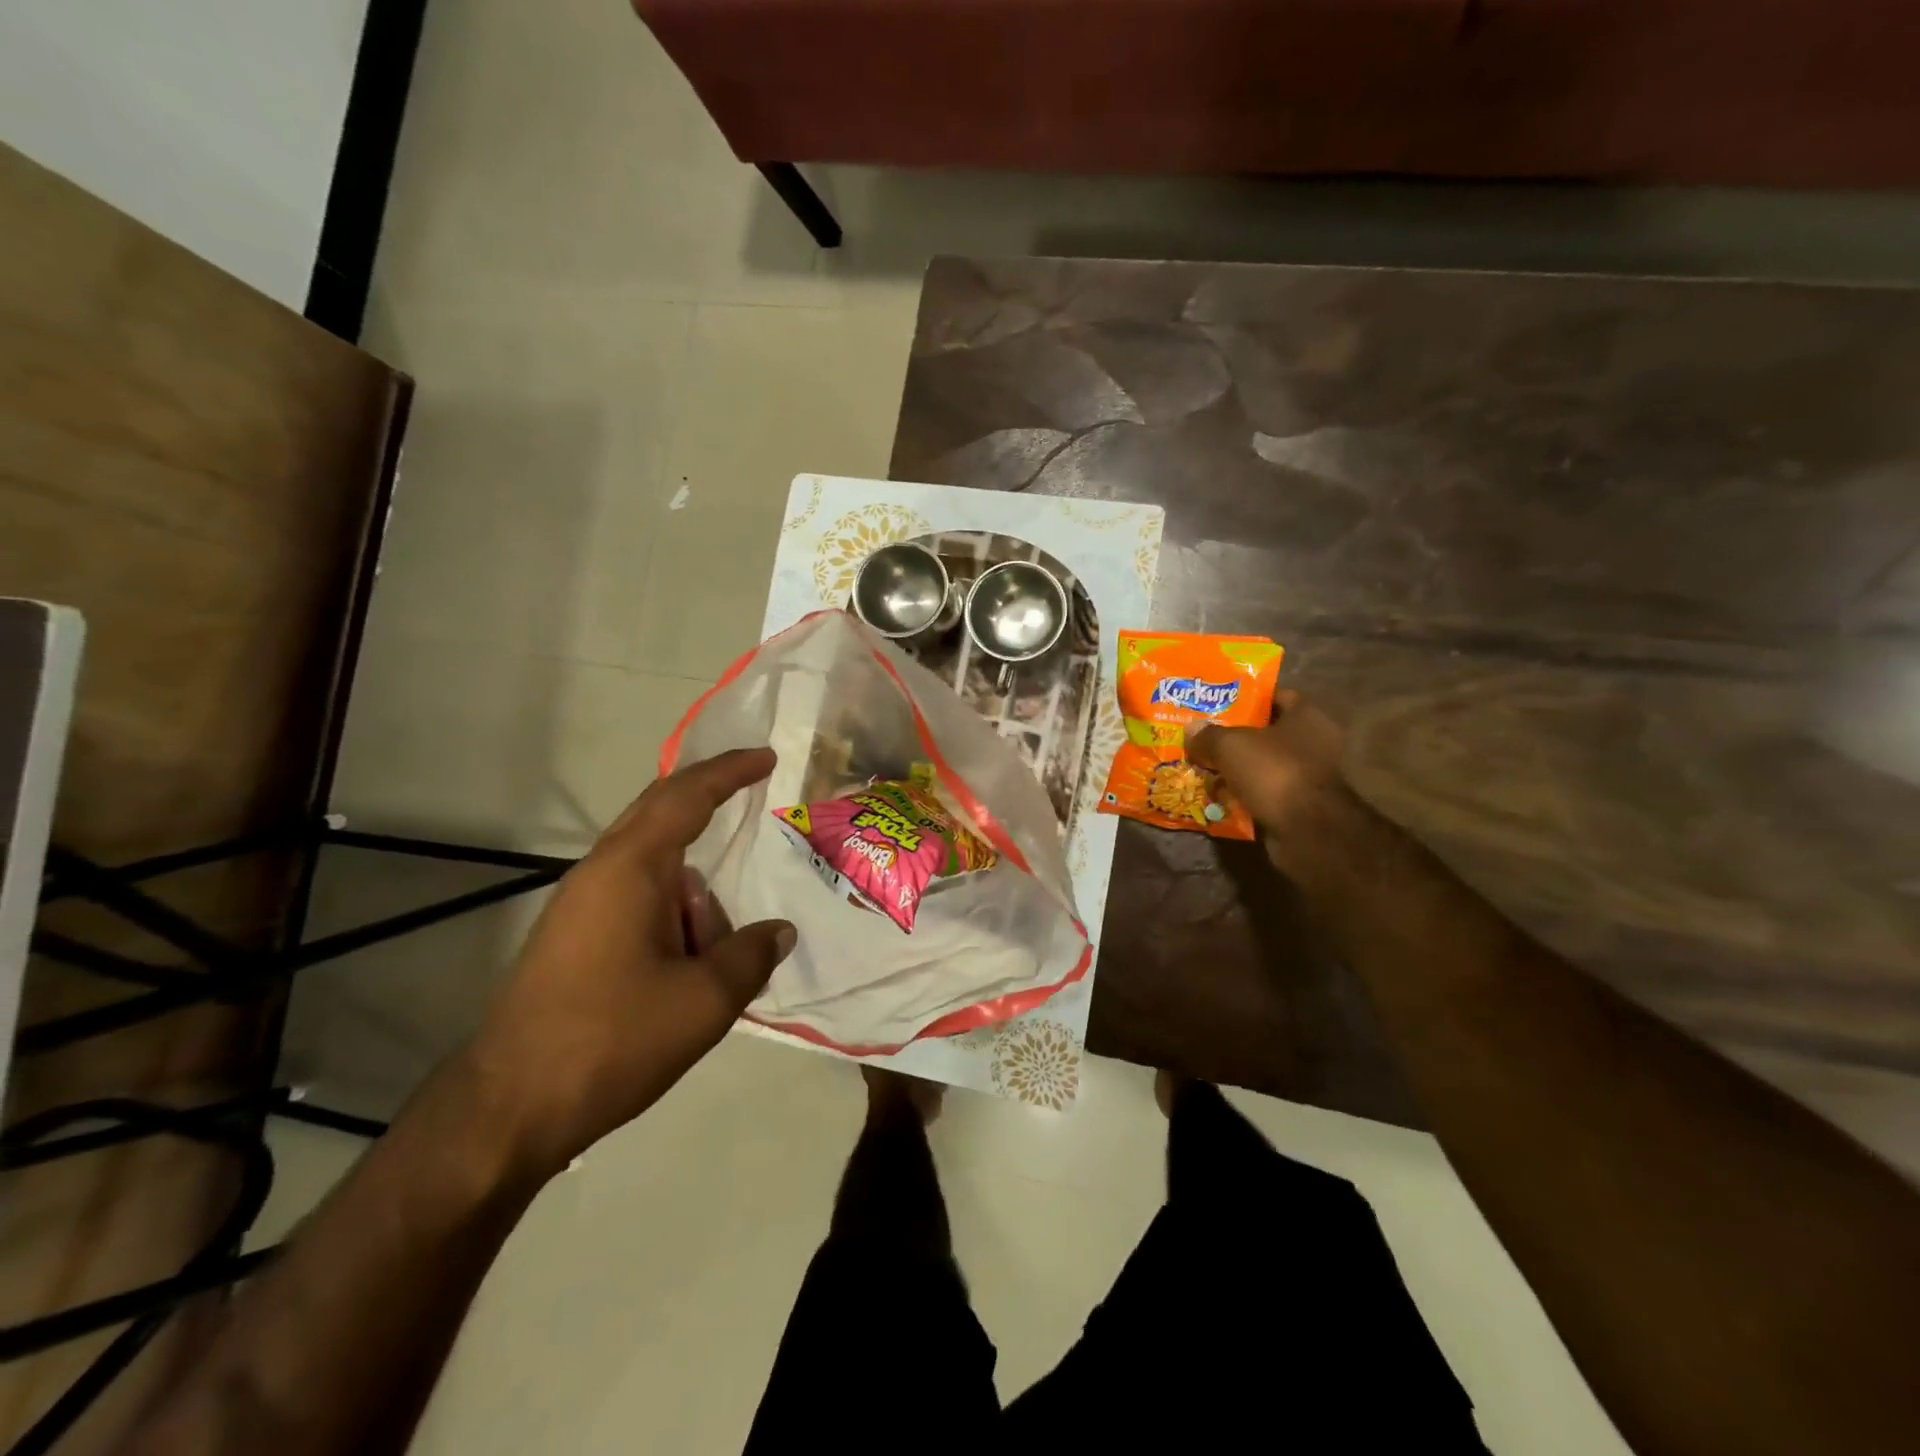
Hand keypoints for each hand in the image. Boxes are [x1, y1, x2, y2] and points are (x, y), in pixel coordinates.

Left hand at [463, 748, 794, 1176]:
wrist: (507, 1109)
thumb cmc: (611, 1039)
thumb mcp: (704, 1000)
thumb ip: (751, 955)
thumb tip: (779, 931)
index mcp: (630, 869)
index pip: (686, 797)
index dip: (729, 772)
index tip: (765, 758)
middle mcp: (600, 873)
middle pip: (659, 815)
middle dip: (707, 804)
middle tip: (753, 801)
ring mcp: (579, 907)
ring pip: (653, 871)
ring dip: (693, 895)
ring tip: (719, 954)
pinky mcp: (572, 939)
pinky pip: (636, 902)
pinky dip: (673, 914)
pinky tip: (689, 964)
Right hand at [1188, 691, 1363, 884]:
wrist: (1307, 830)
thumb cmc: (1274, 772)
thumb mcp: (1231, 745)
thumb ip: (1208, 735)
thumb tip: (1191, 730)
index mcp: (1307, 716)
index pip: (1276, 695)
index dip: (1247, 696)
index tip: (1218, 701)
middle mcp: (1314, 742)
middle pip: (1266, 732)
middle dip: (1235, 736)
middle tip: (1203, 736)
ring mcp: (1308, 776)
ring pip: (1263, 764)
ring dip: (1237, 768)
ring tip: (1204, 766)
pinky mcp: (1299, 804)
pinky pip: (1264, 792)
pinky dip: (1244, 793)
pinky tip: (1218, 795)